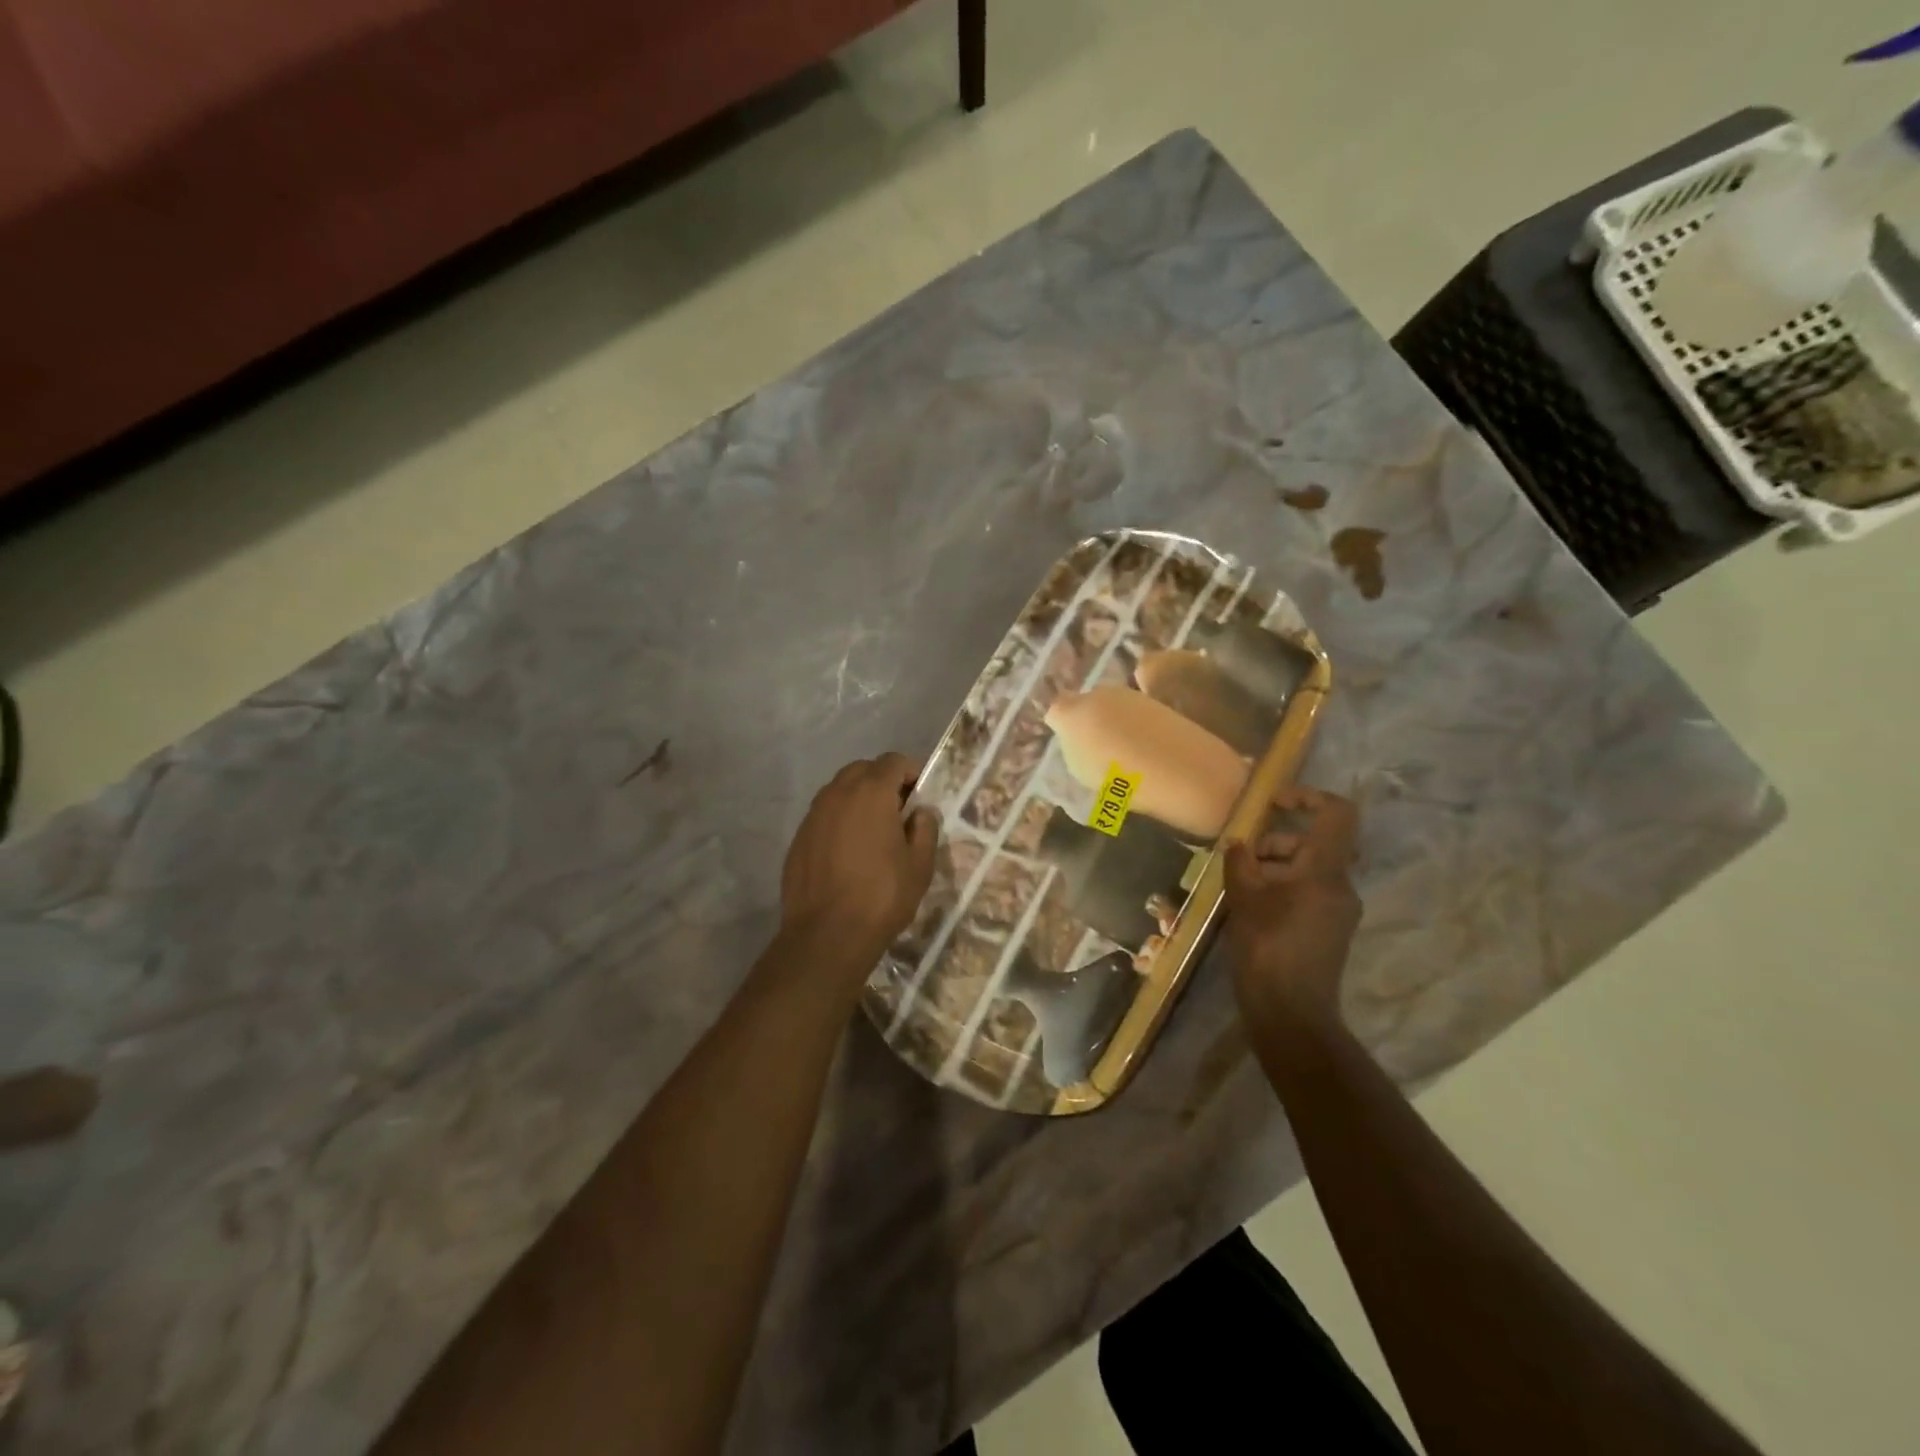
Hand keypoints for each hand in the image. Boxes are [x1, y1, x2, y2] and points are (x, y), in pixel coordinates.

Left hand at [780, 754, 939, 967]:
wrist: (827, 935)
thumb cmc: (882, 896)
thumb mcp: (919, 865)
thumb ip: (924, 829)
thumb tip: (920, 812)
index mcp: (871, 792)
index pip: (893, 761)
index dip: (910, 772)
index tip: (919, 796)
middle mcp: (838, 794)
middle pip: (863, 770)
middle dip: (882, 782)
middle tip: (897, 812)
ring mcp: (813, 815)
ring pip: (839, 791)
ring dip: (858, 800)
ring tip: (872, 833)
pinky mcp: (798, 838)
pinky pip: (823, 816)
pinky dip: (838, 821)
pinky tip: (847, 853)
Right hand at [1223, 786, 1361, 1033]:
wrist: (1290, 1013)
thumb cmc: (1267, 947)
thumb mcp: (1245, 897)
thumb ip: (1241, 862)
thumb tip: (1239, 844)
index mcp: (1326, 871)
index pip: (1337, 814)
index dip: (1308, 797)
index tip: (1274, 802)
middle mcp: (1340, 886)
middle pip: (1314, 844)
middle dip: (1275, 841)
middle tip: (1240, 856)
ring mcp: (1337, 911)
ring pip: (1308, 870)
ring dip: (1273, 867)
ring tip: (1237, 884)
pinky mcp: (1328, 931)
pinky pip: (1307, 893)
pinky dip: (1280, 888)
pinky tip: (1249, 906)